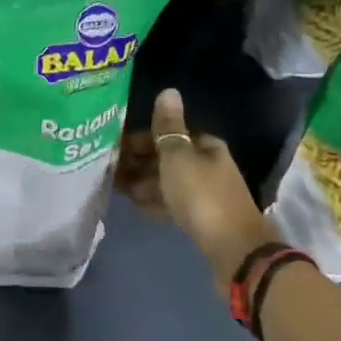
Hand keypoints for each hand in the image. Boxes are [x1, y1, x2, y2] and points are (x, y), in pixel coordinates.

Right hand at [119, 89, 276, 280]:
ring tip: (116, 189)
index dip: (140, 138)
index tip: (112, 147)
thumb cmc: (201, 195)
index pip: (168, 134)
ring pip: (167, 182)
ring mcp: (205, 193)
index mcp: (205, 146)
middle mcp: (207, 165)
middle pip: (167, 158)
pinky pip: (172, 203)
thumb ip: (168, 127)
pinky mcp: (202, 218)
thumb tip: (168, 91)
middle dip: (138, 162)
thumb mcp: (178, 157)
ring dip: (144, 183)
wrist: (232, 249)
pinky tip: (137, 206)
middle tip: (108, 170)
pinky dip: (155, 202)